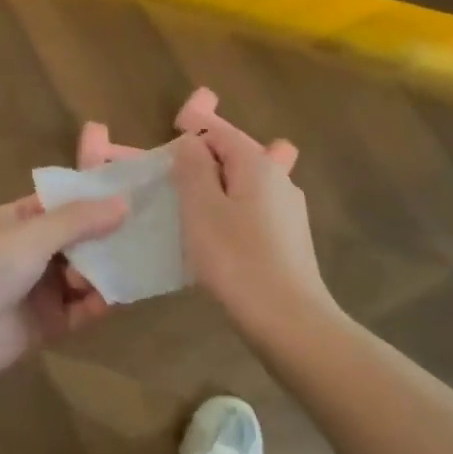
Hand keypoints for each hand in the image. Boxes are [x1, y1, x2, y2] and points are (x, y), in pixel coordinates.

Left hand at [0, 194, 128, 386]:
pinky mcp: (46, 324)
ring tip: (134, 264)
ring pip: (82, 275)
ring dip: (104, 271)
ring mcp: (37, 288)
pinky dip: (98, 303)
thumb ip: (79, 220)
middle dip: (105, 238)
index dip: (92, 199)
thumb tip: (125, 202)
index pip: (61, 203)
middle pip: (76, 240)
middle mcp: (28, 251)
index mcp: (17, 220)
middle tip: (145, 232)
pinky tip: (118, 297)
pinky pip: (80, 309)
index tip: (130, 193)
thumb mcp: (33, 233)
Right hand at [169, 92, 342, 342]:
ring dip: (217, 192)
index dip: (189, 136)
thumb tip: (191, 141)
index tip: (163, 160)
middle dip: (203, 164)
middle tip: (172, 188)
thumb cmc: (236, 259)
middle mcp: (279, 179)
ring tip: (189, 215)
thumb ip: (192, 167)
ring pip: (244, 186)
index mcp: (257, 164)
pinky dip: (231, 215)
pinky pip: (253, 212)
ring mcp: (288, 211)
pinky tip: (216, 241)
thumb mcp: (201, 208)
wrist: (289, 322)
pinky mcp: (289, 240)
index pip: (218, 131)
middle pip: (234, 156)